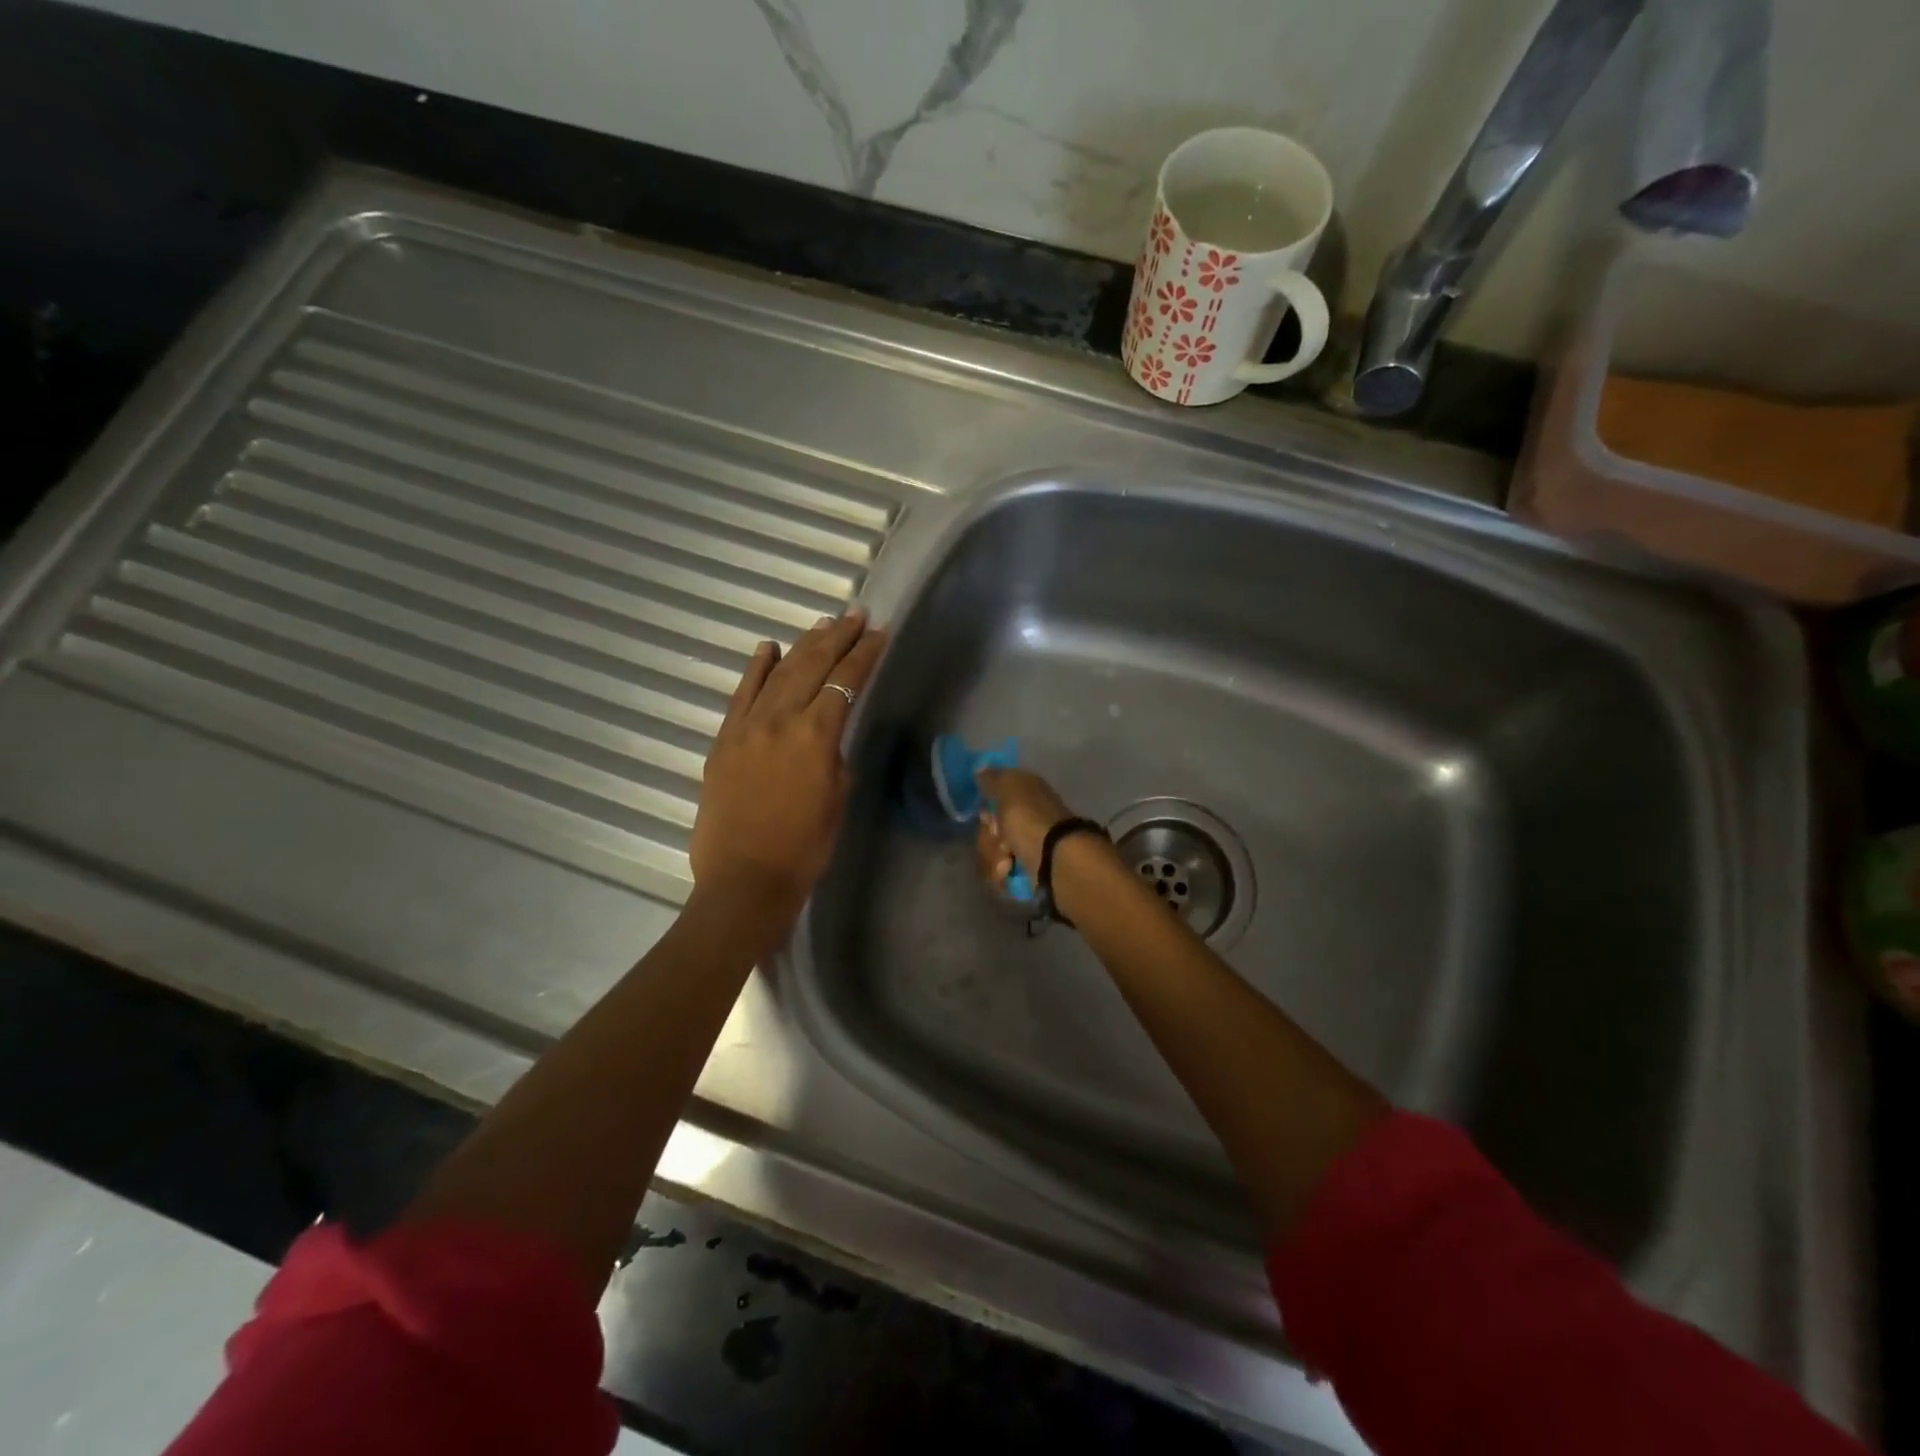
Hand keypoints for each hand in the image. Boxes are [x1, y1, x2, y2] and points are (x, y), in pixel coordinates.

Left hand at [691, 610, 885, 916]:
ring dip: (803, 645)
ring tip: (823, 624)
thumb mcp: (837, 797)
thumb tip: (826, 735)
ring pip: (778, 673)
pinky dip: (756, 668)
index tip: (879, 633)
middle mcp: (780, 720)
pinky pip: (741, 694)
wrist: (745, 880)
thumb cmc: (804, 848)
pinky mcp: (724, 739)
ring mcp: (746, 726)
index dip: (865, 655)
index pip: (845, 682)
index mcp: (815, 735)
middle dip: (838, 637)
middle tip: (857, 616)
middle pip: (812, 666)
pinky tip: (768, 647)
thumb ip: (833, 755)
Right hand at [973, 766, 1074, 890]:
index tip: (987, 814)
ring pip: (991, 852)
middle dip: (988, 836)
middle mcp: (1026, 818)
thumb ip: (992, 778)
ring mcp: (1025, 846)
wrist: (1052, 859)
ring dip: (993, 857)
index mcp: (1026, 794)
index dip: (986, 807)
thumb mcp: (1008, 787)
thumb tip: (980, 769)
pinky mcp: (1024, 872)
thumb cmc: (1028, 817)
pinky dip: (1001, 874)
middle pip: (989, 828)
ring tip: (1007, 861)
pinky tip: (1009, 873)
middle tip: (999, 837)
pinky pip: (999, 873)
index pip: (994, 797)